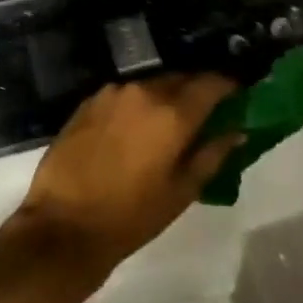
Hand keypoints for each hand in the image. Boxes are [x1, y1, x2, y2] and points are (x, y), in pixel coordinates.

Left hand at [14, 74, 242, 282]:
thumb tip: (236, 131)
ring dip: (166, 96)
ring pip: (151, 84)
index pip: (211, 82)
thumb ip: (212, 155)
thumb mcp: (182, 192)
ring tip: (170, 122)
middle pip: (180, 78)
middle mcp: (143, 91)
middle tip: (206, 112)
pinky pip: (125, 93)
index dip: (228, 85)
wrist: (64, 224)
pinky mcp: (89, 101)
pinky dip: (138, 103)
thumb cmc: (131, 215)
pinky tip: (136, 127)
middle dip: (197, 90)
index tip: (238, 94)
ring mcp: (112, 92)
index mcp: (172, 112)